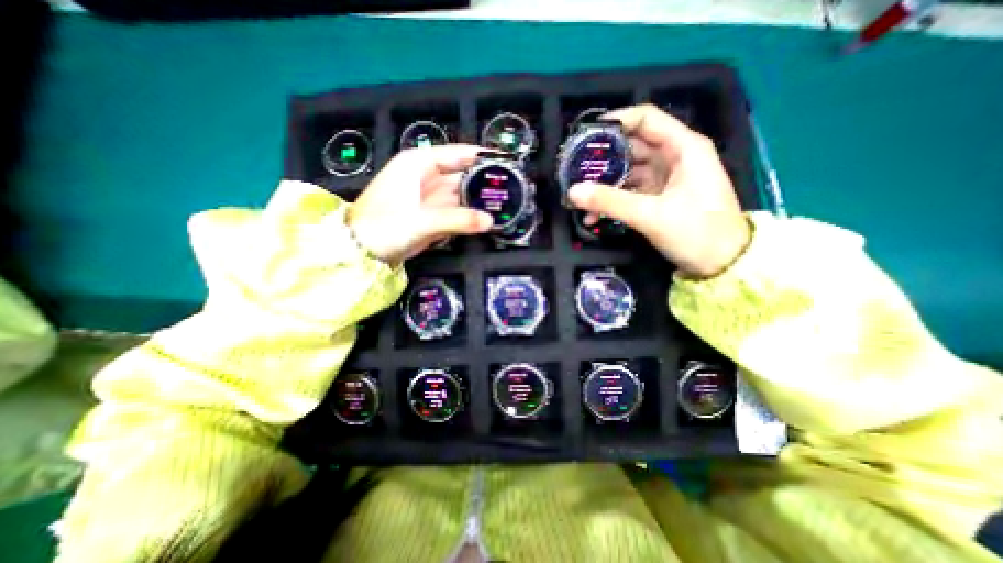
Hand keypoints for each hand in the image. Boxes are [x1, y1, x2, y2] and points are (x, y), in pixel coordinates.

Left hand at [348, 145, 493, 263]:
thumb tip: (489, 221)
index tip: (504, 163)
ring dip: (478, 202)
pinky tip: (484, 219)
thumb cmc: (383, 227)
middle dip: (484, 184)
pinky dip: (468, 215)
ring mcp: (428, 198)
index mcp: (418, 164)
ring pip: (460, 195)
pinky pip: (455, 211)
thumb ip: (458, 219)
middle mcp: (425, 177)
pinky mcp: (430, 216)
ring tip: (503, 206)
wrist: (359, 251)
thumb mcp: (421, 220)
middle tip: (510, 191)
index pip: (457, 153)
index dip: (481, 157)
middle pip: (462, 175)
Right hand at [568, 103, 747, 278]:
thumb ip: (610, 201)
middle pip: (633, 147)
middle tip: (575, 169)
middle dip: (603, 158)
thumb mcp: (650, 215)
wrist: (723, 263)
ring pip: (629, 173)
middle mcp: (674, 158)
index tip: (587, 134)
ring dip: (605, 185)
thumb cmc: (696, 231)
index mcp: (683, 148)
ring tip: (580, 196)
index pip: (646, 119)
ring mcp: (666, 179)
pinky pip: (631, 193)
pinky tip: (594, 216)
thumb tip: (573, 191)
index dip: (616, 121)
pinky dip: (614, 201)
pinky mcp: (660, 198)